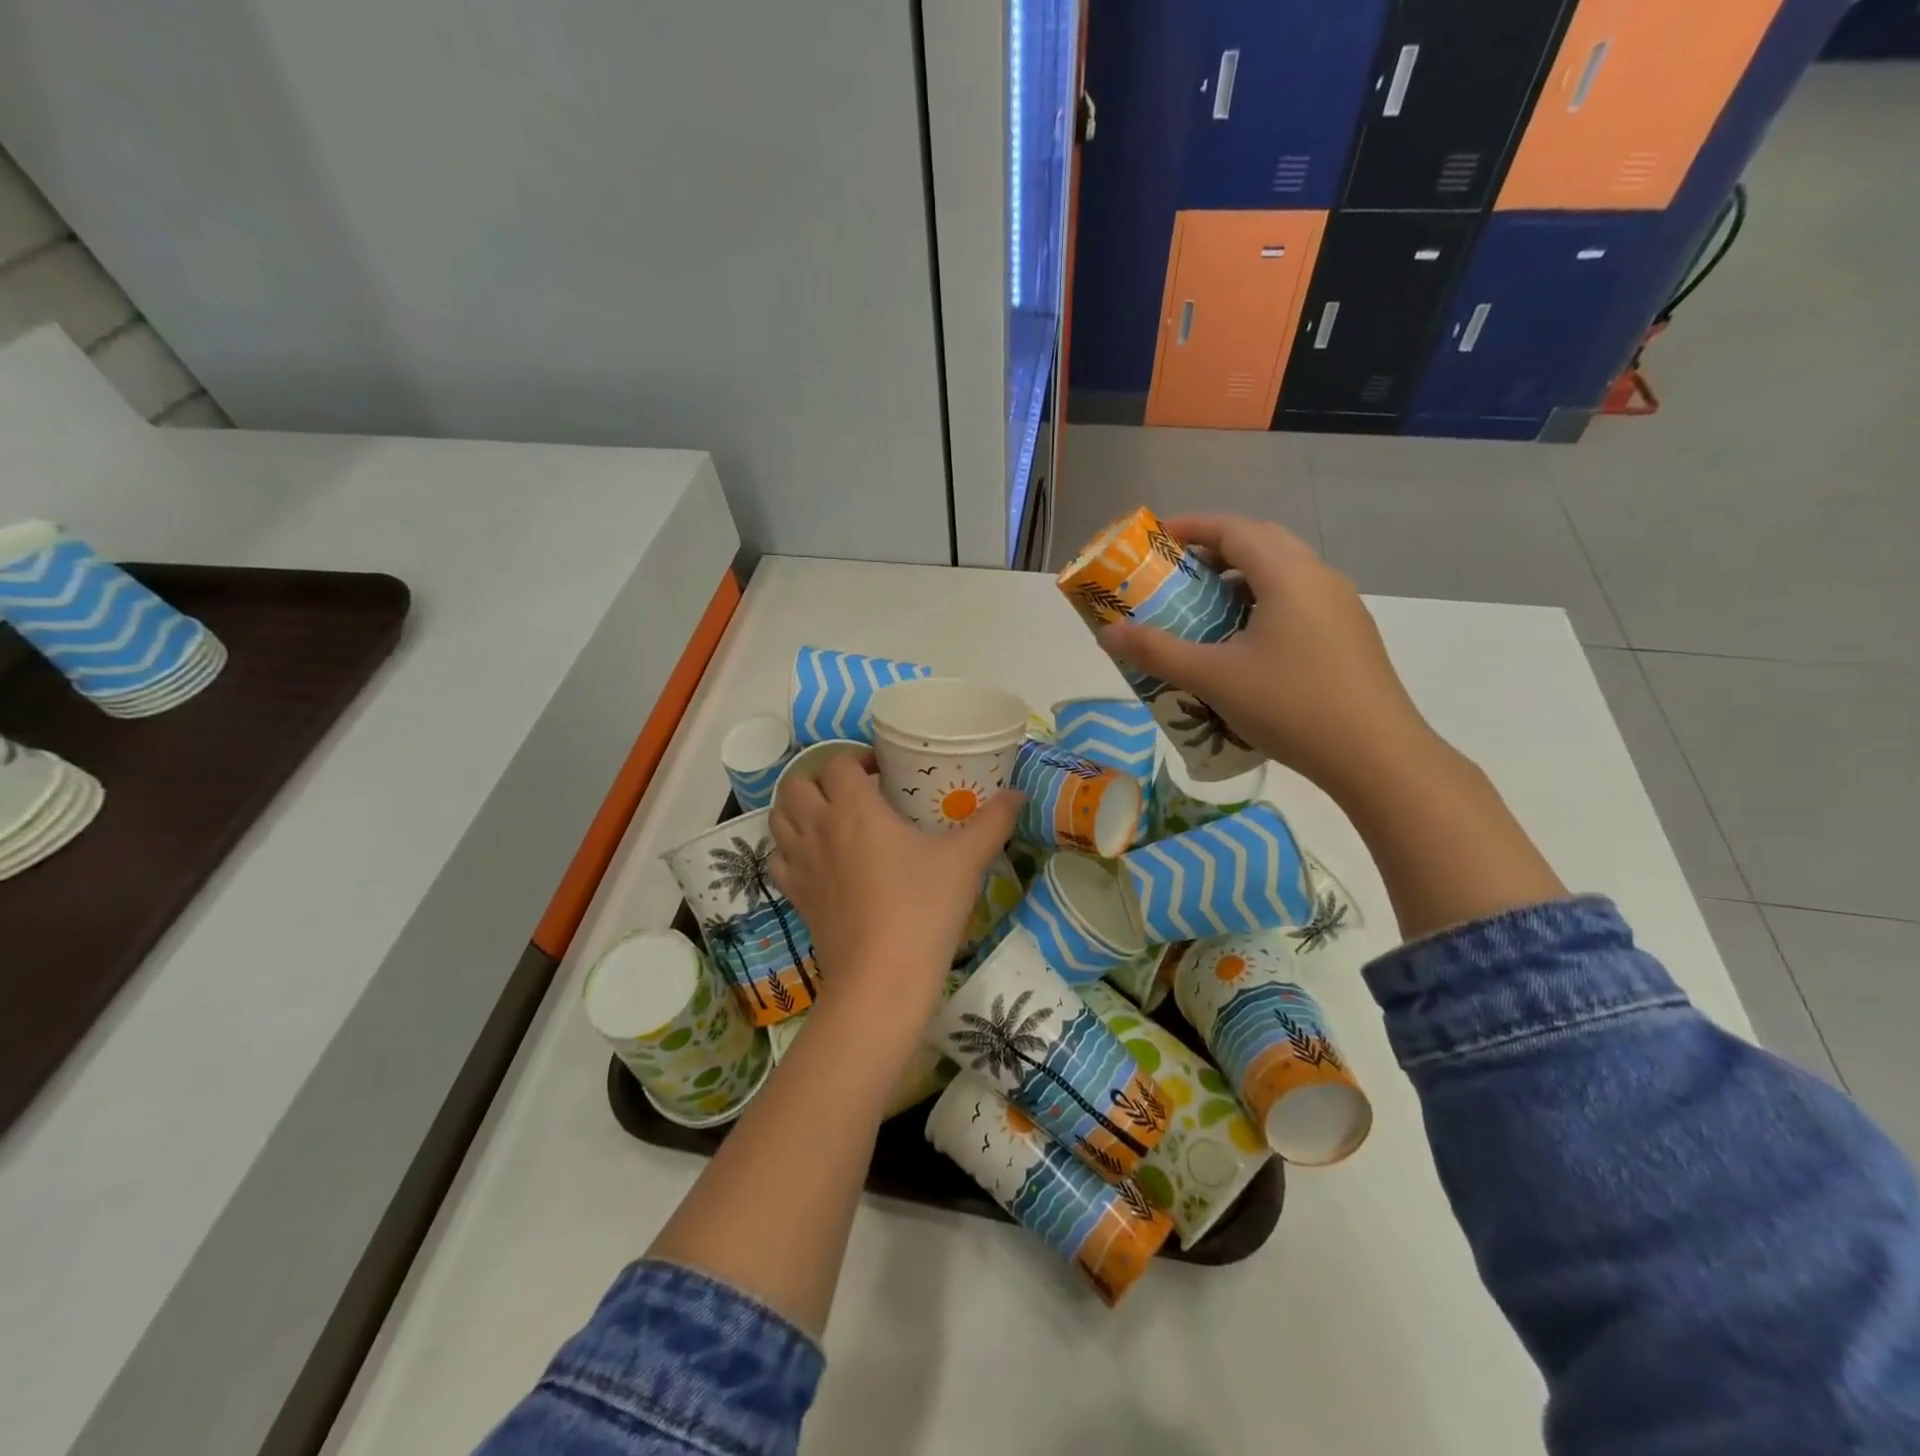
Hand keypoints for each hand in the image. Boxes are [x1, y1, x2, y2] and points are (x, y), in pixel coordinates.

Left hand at [769, 753, 1021, 1050]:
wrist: (881, 979)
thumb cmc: (923, 908)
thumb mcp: (966, 860)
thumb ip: (993, 821)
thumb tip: (1018, 794)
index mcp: (853, 808)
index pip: (838, 763)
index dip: (858, 758)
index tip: (884, 770)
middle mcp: (818, 828)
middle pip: (797, 784)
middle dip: (820, 778)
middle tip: (854, 791)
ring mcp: (800, 864)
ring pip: (779, 817)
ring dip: (799, 808)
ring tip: (830, 817)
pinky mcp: (795, 897)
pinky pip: (778, 858)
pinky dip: (790, 848)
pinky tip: (817, 858)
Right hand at [1097, 514, 1444, 801]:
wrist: (1376, 756)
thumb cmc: (1290, 706)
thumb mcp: (1213, 678)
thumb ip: (1157, 652)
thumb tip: (1106, 635)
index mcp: (1288, 575)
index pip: (1235, 529)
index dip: (1192, 527)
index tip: (1156, 539)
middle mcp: (1319, 578)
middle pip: (1262, 543)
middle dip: (1216, 550)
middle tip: (1178, 574)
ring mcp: (1341, 606)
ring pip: (1284, 573)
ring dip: (1242, 579)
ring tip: (1207, 610)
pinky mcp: (1349, 635)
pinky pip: (1299, 600)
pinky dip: (1264, 603)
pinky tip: (1246, 644)